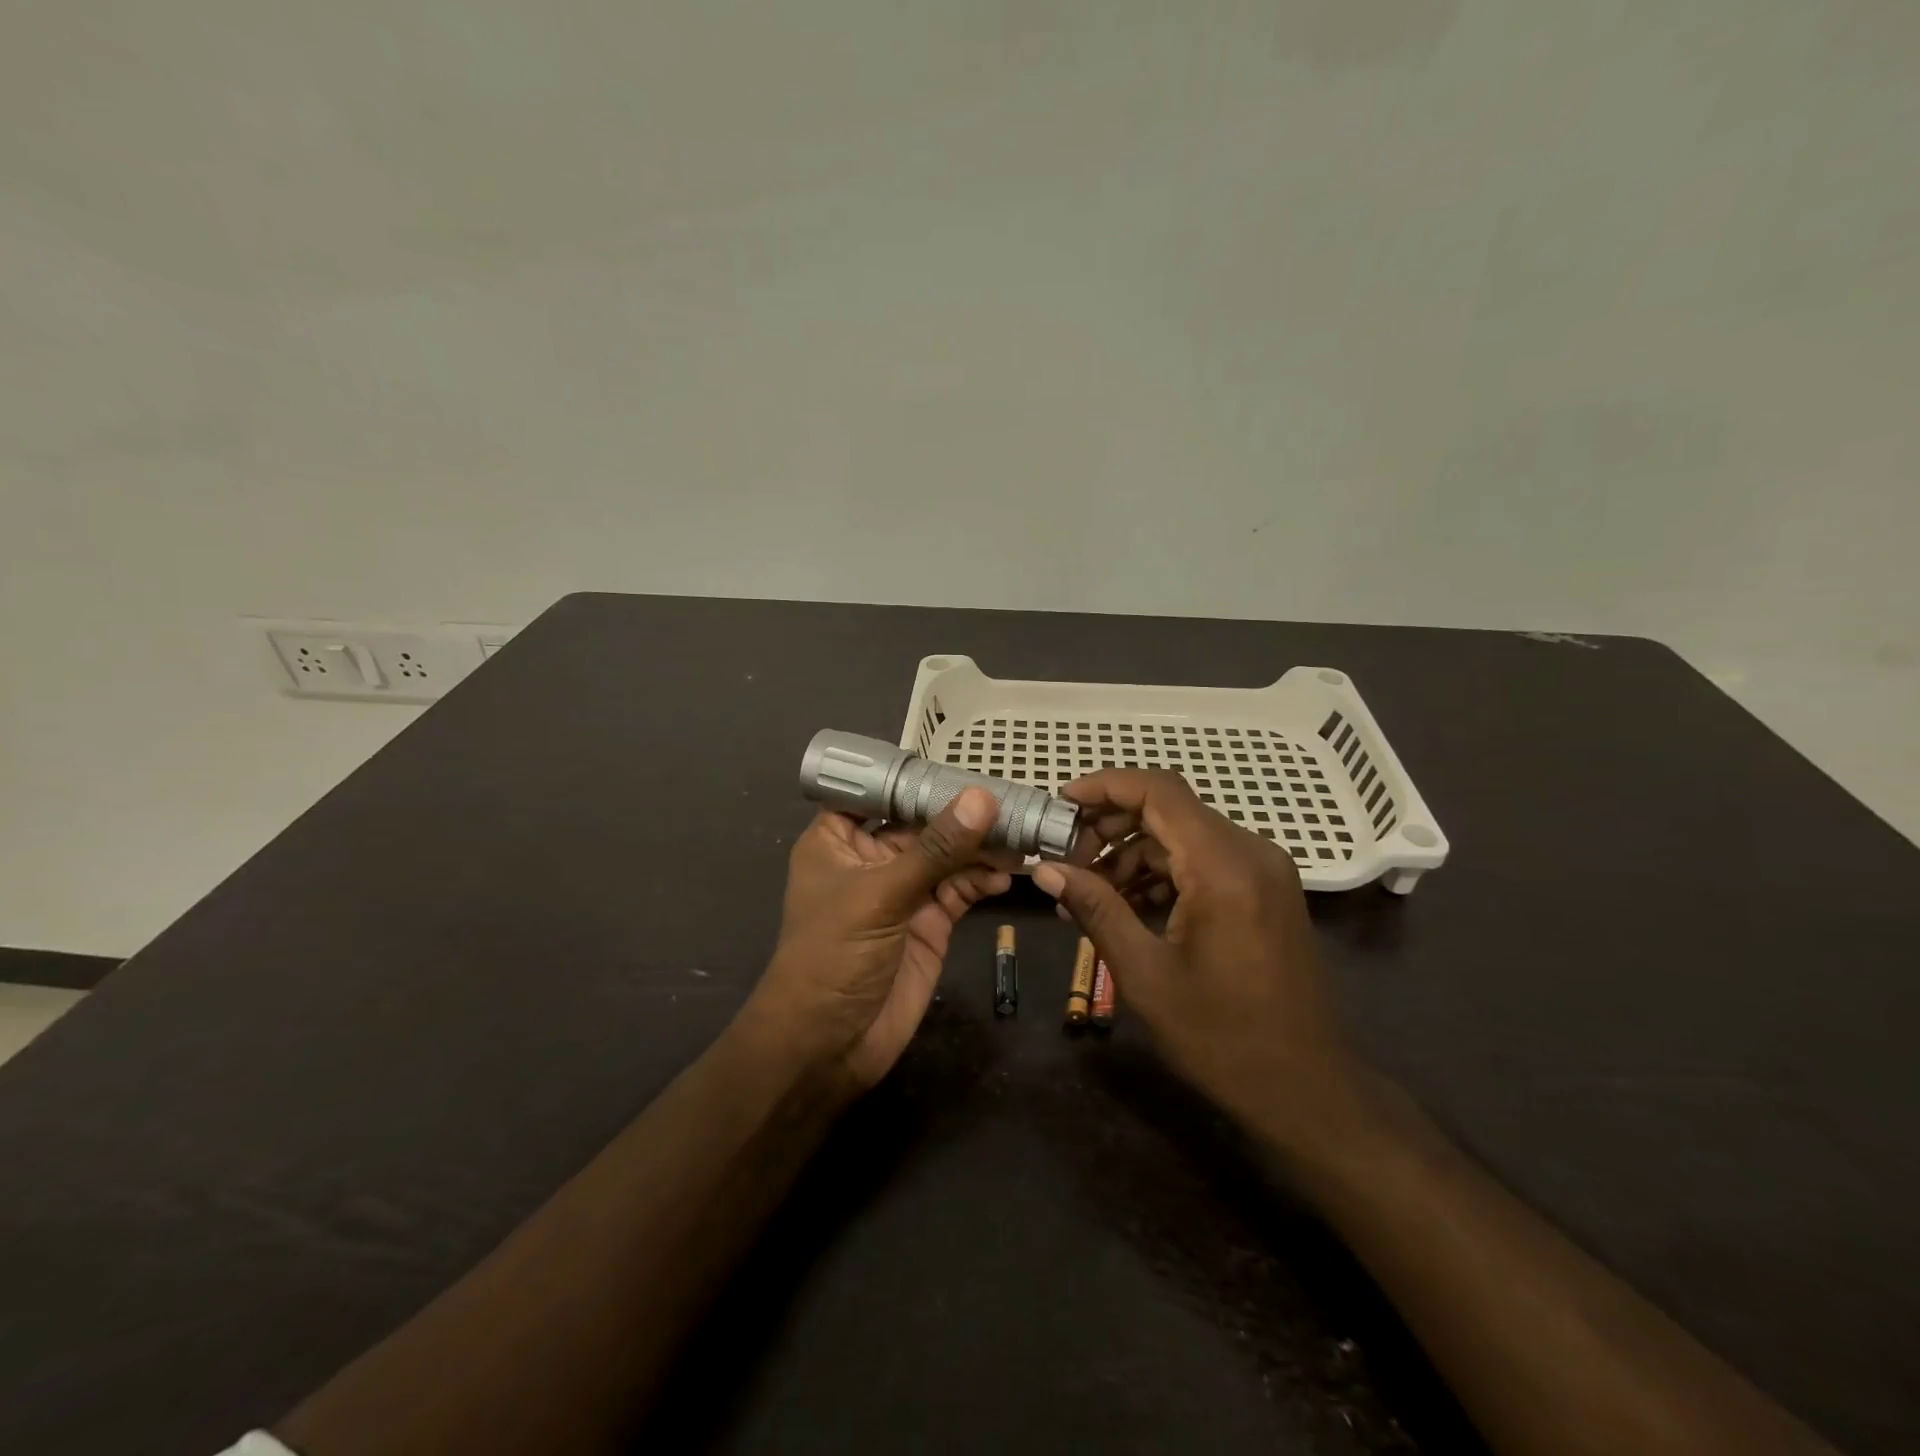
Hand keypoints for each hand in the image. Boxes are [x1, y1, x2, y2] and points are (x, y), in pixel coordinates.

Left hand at [748, 787, 1011, 1090]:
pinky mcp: (930, 921)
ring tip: (1020, 835)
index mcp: (839, 839)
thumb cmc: (834, 956)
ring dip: (981, 847)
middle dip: (962, 812)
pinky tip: (1007, 877)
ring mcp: (903, 891)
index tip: (960, 761)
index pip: (877, 791)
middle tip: (1010, 799)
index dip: (914, 776)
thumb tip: (982, 797)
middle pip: (922, 821)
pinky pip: (961, 889)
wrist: (829, 1046)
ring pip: (948, 855)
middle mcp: (872, 858)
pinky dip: (984, 881)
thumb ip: (936, 848)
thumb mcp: (881, 895)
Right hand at [1031, 769, 1368, 1159]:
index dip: (1105, 786)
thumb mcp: (1144, 973)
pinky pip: (1203, 860)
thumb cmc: (1222, 1038)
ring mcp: (1262, 870)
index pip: (1158, 790)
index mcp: (1224, 866)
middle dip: (1110, 825)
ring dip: (1132, 853)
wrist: (1307, 1090)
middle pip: (1169, 808)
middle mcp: (1250, 852)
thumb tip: (1045, 870)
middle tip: (1066, 858)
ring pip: (1183, 835)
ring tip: (1086, 892)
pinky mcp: (1264, 890)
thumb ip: (1095, 909)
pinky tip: (1126, 905)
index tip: (1060, 803)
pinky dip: (1161, 872)